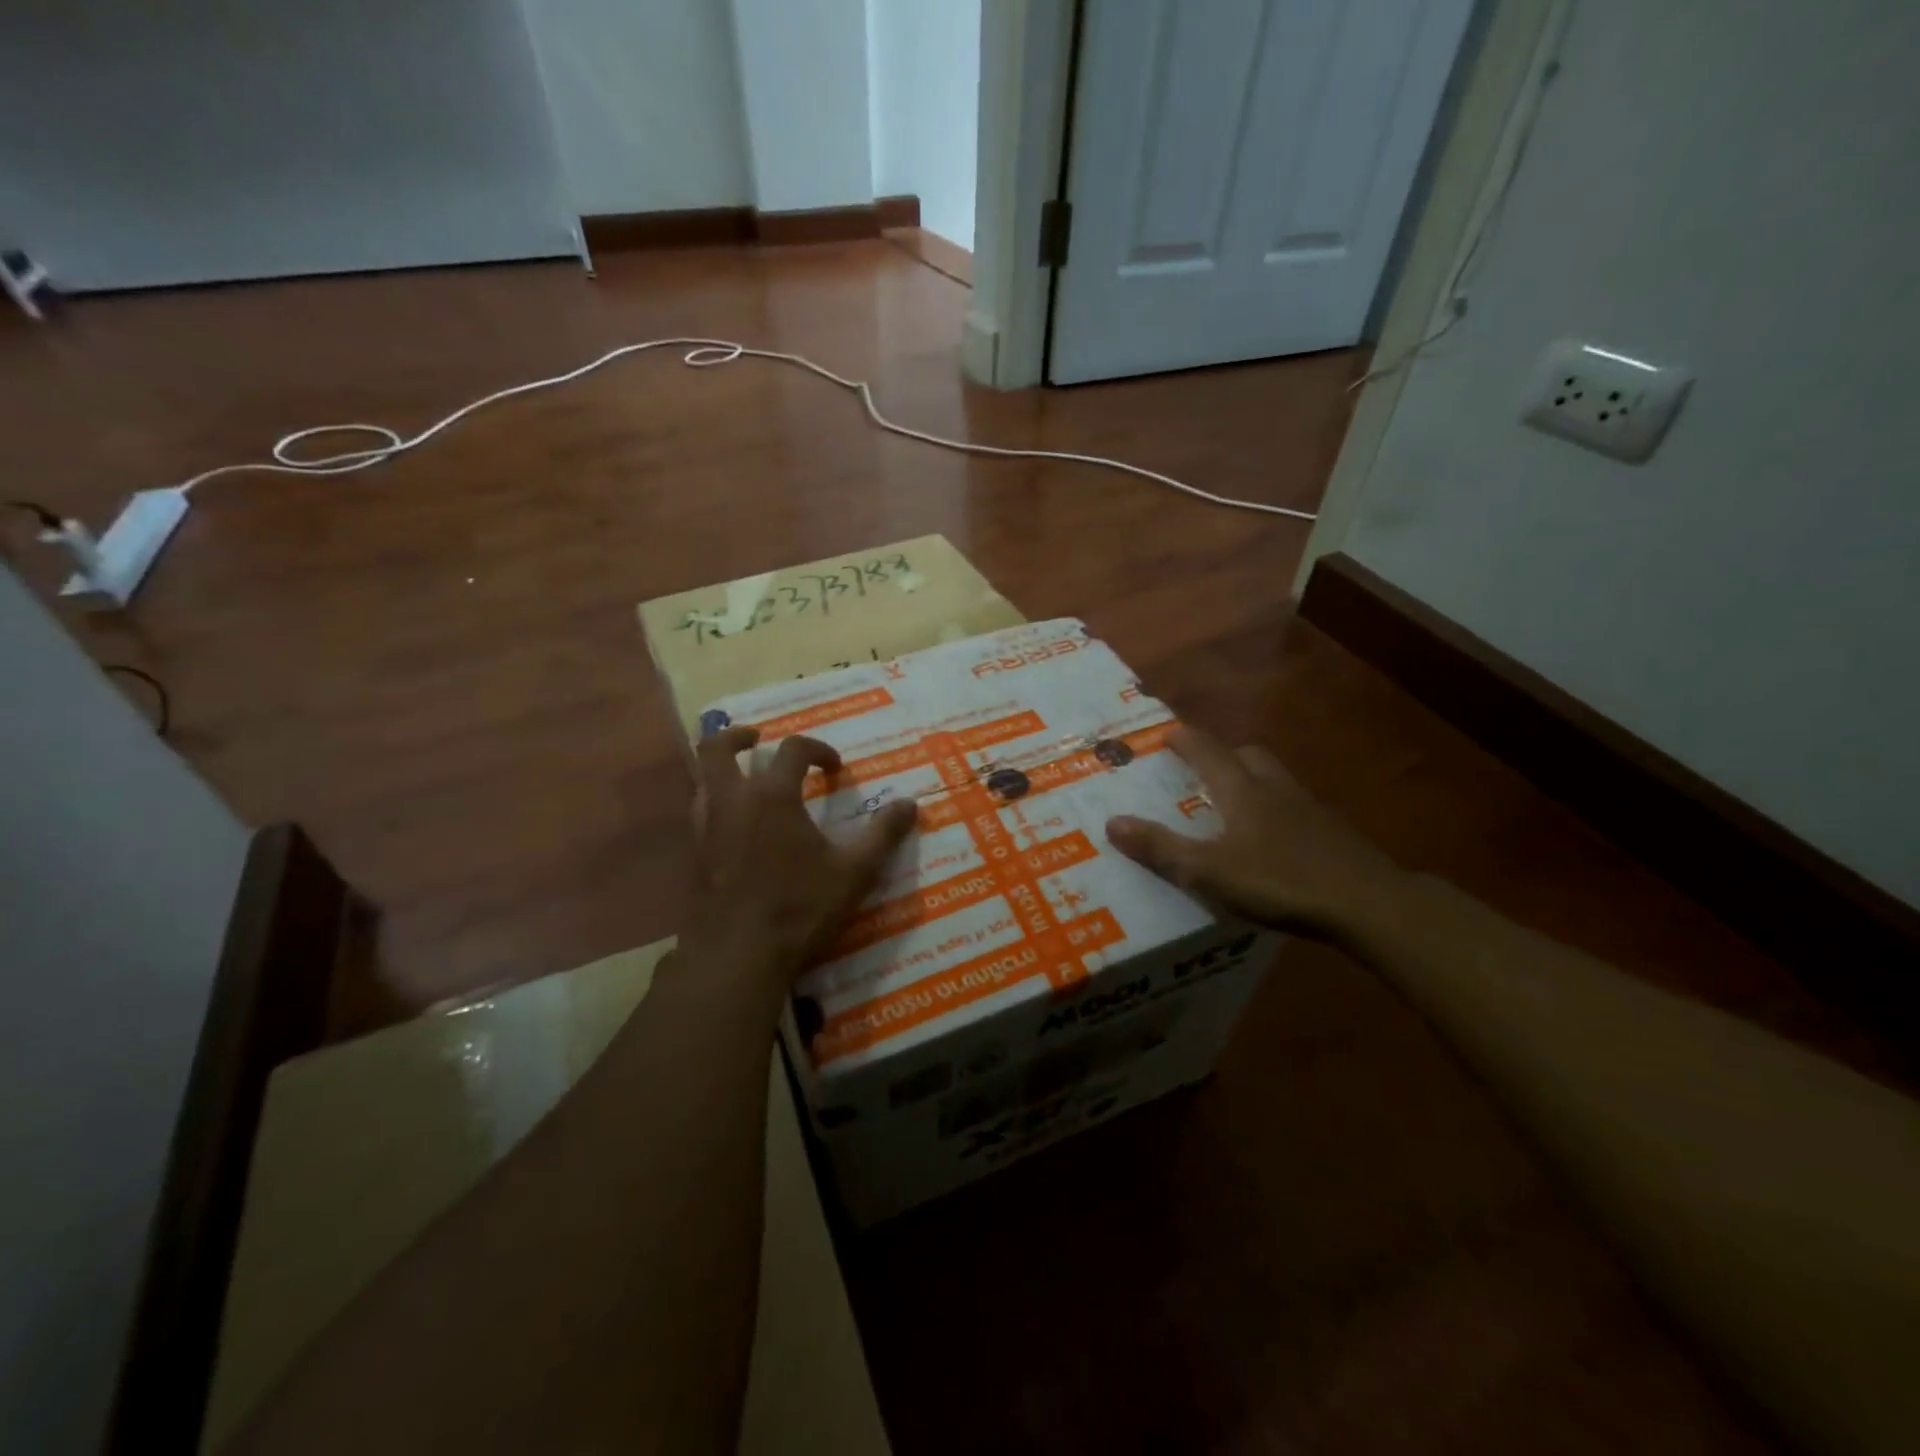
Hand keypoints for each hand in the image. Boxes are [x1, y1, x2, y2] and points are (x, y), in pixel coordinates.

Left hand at [679, 726, 917, 997]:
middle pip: (717, 748)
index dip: (817, 749)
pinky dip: (712, 804)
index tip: (835, 767)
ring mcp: (705, 828)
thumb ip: (883, 834)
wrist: (736, 955)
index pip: (793, 749)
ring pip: (700, 779)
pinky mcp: (692, 856)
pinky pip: (696, 813)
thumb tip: (910, 804)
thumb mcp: (854, 872)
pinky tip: (733, 826)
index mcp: (773, 796)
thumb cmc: (799, 908)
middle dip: (737, 737)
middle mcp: (733, 801)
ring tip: (743, 779)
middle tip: (757, 740)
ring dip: (720, 769)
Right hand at [1105, 726, 1406, 942]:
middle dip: (1223, 755)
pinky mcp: (1333, 832)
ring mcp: (1310, 808)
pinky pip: (1296, 807)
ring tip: (1236, 806)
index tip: (1167, 733)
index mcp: (1242, 790)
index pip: (1207, 750)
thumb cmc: (1279, 880)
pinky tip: (1274, 841)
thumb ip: (1161, 848)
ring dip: (1253, 781)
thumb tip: (1113, 822)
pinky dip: (1278, 812)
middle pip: (1248, 755)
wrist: (1366, 902)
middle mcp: (1275, 788)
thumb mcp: (1208, 871)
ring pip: (1275, 779)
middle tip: (1203, 772)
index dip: (1184, 740)